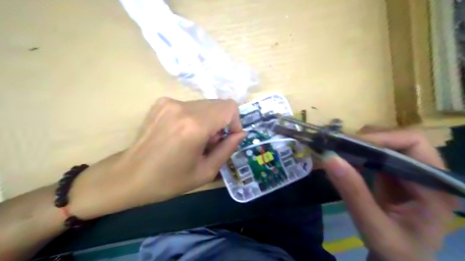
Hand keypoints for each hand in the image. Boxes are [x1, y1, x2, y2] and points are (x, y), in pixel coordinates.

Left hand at [71, 98, 244, 219]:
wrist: (129, 176)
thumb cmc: (168, 180)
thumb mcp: (205, 171)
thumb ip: (227, 149)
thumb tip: (241, 133)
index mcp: (195, 126)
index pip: (229, 107)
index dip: (235, 122)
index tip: (228, 138)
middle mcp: (182, 108)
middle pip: (218, 104)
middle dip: (222, 123)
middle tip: (210, 143)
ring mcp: (169, 102)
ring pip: (205, 104)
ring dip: (209, 120)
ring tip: (195, 140)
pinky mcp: (161, 102)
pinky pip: (190, 105)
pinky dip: (195, 117)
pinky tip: (183, 134)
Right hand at [322, 129, 458, 260]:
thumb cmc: (395, 251)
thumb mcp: (373, 227)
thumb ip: (353, 193)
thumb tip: (329, 157)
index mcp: (435, 187)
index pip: (414, 144)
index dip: (382, 138)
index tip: (350, 144)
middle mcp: (427, 174)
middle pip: (400, 138)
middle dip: (369, 139)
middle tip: (341, 147)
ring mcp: (411, 173)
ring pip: (388, 143)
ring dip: (362, 144)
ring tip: (340, 152)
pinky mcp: (396, 175)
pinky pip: (378, 155)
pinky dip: (359, 153)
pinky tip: (346, 160)